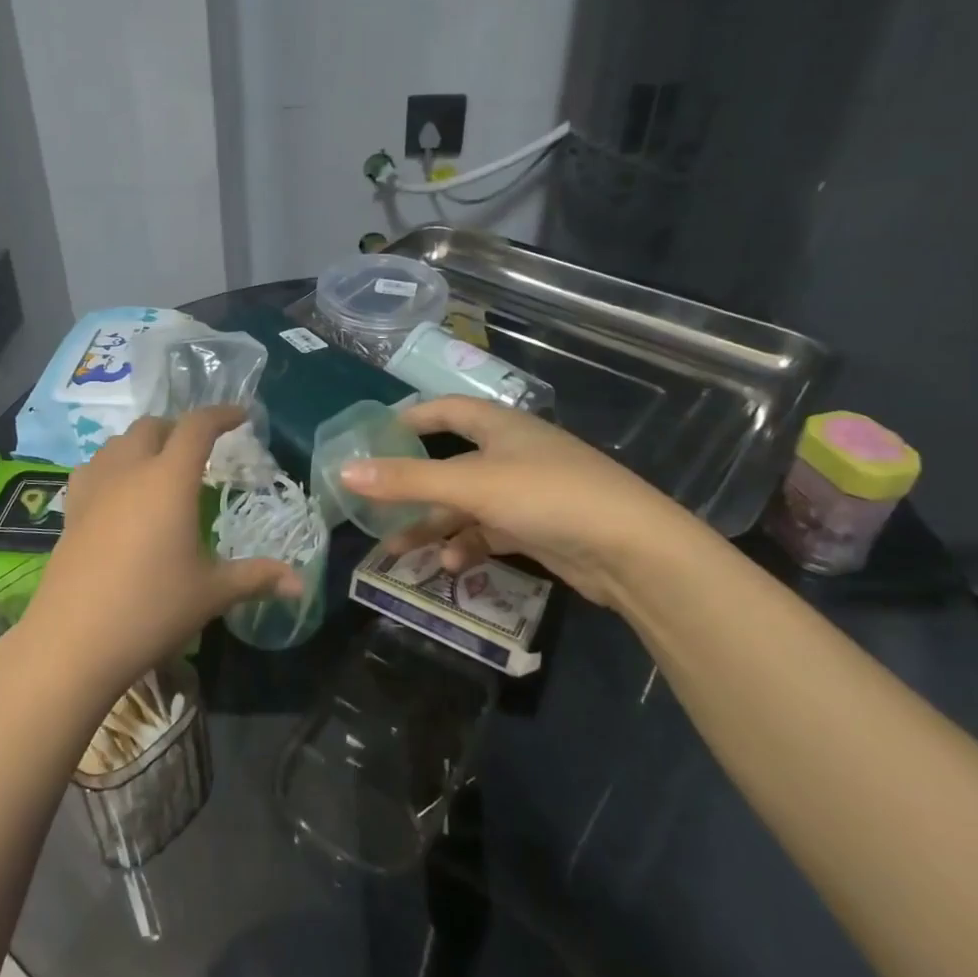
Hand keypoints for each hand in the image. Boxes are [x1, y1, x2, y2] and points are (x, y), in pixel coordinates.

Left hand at [19, 407, 301, 700]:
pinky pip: (93, 468)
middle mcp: (130, 471)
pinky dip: (112, 465)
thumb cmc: (152, 609)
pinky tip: (118, 491)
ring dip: (143, 443)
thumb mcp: (212, 593)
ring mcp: (94, 488)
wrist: (74, 641)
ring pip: (118, 442)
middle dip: (179, 428)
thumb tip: (300, 583)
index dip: (222, 414)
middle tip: (200, 450)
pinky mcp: (71, 510)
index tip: (242, 416)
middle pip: (153, 426)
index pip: (197, 427)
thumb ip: (257, 578)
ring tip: (160, 466)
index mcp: (169, 479)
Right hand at [338, 396, 715, 611]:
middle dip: (412, 487)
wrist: (633, 551)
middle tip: (374, 504)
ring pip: (465, 504)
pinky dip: (467, 545)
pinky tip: (451, 566)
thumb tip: (344, 472)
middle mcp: (511, 453)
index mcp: (499, 426)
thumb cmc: (547, 497)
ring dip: (433, 526)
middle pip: (449, 464)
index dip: (410, 418)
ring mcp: (526, 492)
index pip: (445, 410)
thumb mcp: (471, 485)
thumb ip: (407, 480)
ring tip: (397, 551)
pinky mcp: (538, 528)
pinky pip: (488, 532)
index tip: (374, 436)